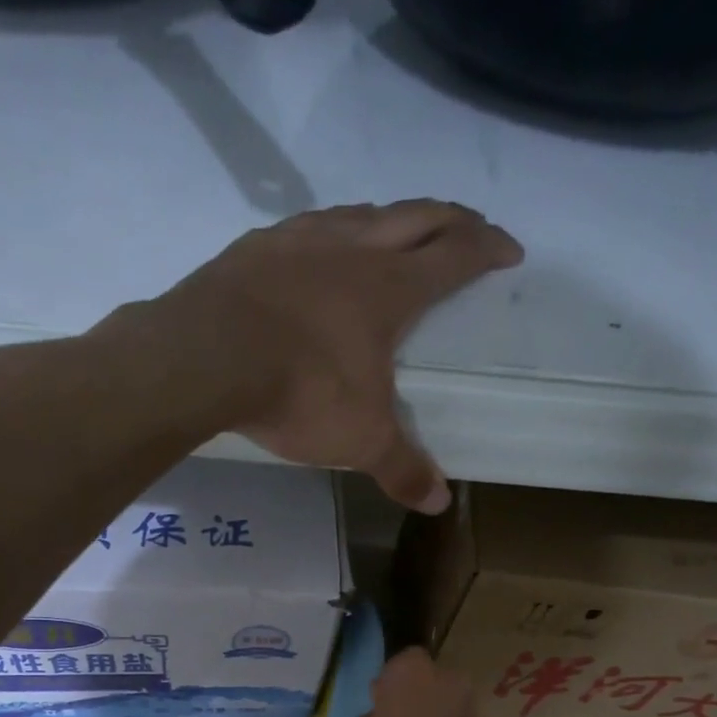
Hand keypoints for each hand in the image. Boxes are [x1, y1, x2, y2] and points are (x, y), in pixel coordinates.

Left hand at [149, 200, 522, 512]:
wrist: (206, 357)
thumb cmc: (300, 391)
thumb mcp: (359, 439)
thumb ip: (401, 468)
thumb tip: (439, 504)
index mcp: (391, 286)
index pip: (456, 254)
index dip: (488, 248)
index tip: (509, 251)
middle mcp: (352, 247)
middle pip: (418, 214)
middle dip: (452, 219)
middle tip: (471, 229)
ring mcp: (301, 239)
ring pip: (361, 212)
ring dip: (390, 218)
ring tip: (398, 234)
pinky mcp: (255, 246)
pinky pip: (306, 227)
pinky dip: (330, 233)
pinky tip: (318, 253)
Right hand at [349, 647, 487, 716]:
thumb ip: (370, 716)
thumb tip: (379, 715)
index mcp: (413, 670)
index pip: (400, 663)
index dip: (389, 683)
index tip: (378, 705)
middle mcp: (448, 679)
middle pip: (427, 681)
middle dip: (413, 697)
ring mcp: (468, 708)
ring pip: (442, 704)